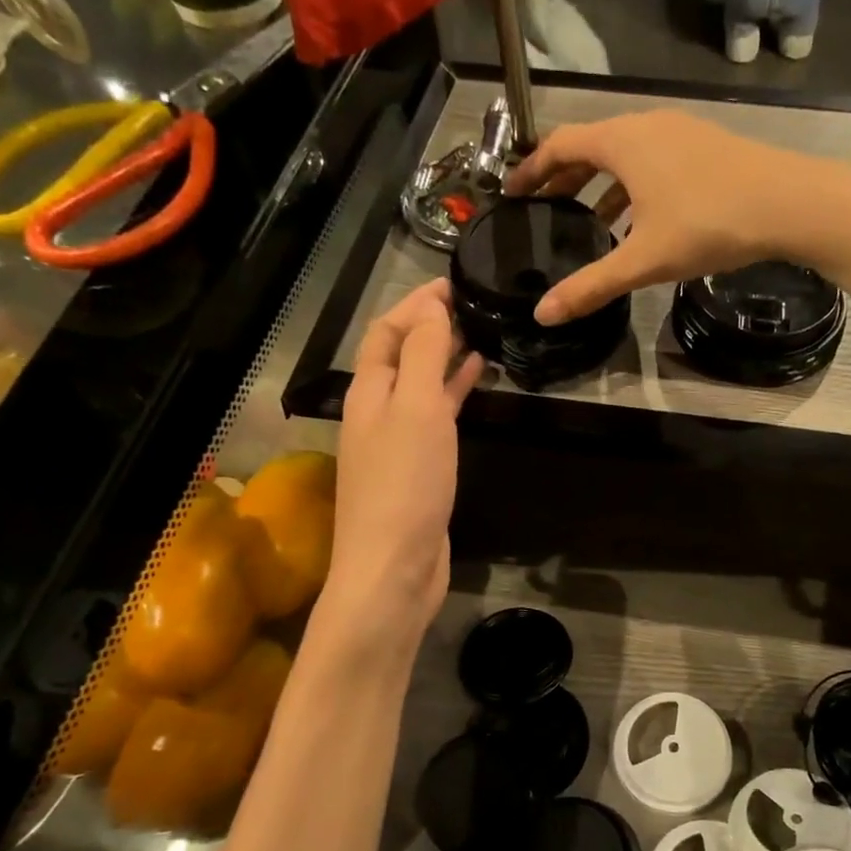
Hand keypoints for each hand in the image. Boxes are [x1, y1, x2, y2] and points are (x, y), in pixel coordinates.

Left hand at [323, 281, 483, 647]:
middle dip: (430, 327)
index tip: (454, 283)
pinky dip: (454, 395)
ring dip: (445, 359)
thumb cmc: (405, 484)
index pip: (386, 332)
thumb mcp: (416, 408)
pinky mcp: (419, 468)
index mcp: (368, 391)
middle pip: (399, 356)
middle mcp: (377, 412)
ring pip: (421, 386)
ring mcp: (397, 442)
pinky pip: (436, 417)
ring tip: (482, 336)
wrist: (394, 566)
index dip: (415, 304)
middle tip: (473, 306)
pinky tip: (478, 384)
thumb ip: (422, 355)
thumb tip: (430, 306)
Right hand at [505, 110, 850, 324]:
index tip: (513, 192)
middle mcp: (647, 126)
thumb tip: (543, 314)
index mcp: (622, 143)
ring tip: (590, 221)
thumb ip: (592, 285)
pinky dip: (634, 186)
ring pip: (626, 154)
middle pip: (591, 146)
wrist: (789, 202)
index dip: (532, 169)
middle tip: (547, 208)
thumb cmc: (708, 224)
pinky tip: (642, 220)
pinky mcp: (706, 145)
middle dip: (565, 177)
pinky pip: (654, 160)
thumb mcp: (643, 260)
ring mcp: (680, 132)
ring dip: (602, 184)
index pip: (560, 145)